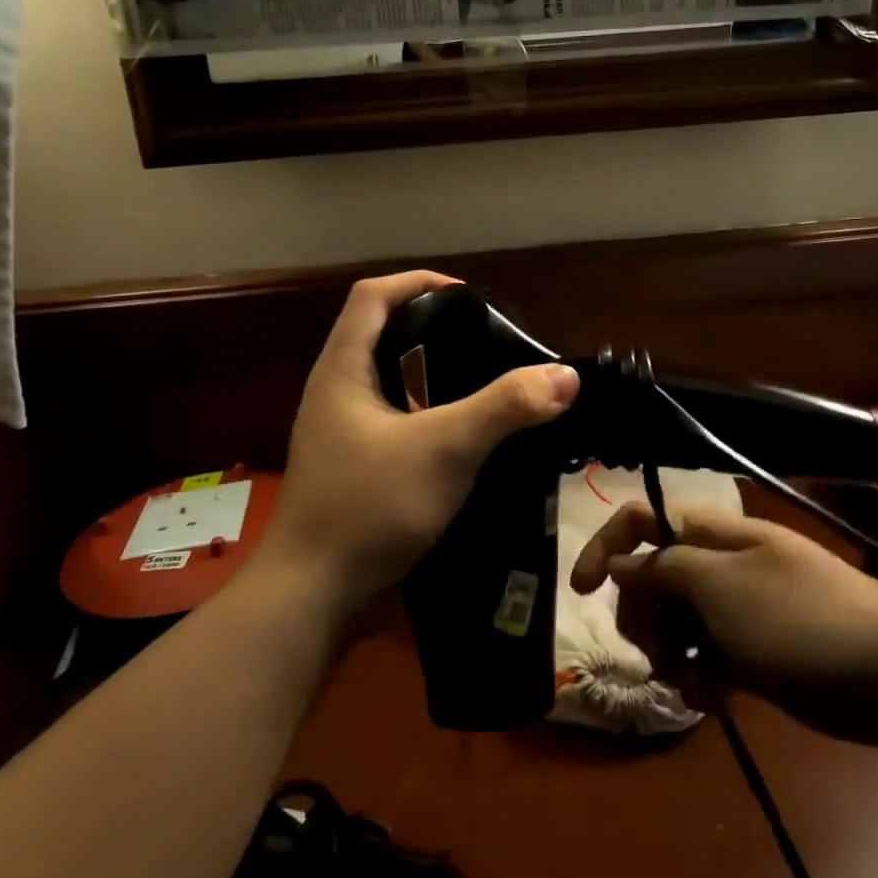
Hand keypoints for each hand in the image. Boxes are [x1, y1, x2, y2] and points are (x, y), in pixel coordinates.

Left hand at [265, 271, 579, 611]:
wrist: (311, 595)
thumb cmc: (369, 506)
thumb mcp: (444, 449)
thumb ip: (504, 408)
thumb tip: (565, 376)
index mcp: (342, 369)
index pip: (373, 295)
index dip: (419, 282)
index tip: (469, 296)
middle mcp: (334, 391)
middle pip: (381, 334)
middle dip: (432, 328)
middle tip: (485, 341)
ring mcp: (339, 432)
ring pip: (388, 380)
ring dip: (431, 374)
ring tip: (481, 384)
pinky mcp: (351, 465)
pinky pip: (392, 419)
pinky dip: (425, 413)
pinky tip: (460, 436)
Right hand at [572, 503, 877, 744]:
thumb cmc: (802, 621)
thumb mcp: (721, 589)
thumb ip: (663, 570)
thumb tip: (621, 561)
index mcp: (715, 535)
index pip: (645, 520)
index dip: (608, 546)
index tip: (582, 591)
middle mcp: (724, 563)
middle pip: (656, 576)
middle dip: (644, 614)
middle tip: (655, 651)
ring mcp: (744, 606)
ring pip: (680, 620)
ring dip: (671, 651)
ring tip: (688, 682)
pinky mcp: (761, 648)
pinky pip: (711, 653)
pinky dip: (703, 674)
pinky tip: (713, 698)